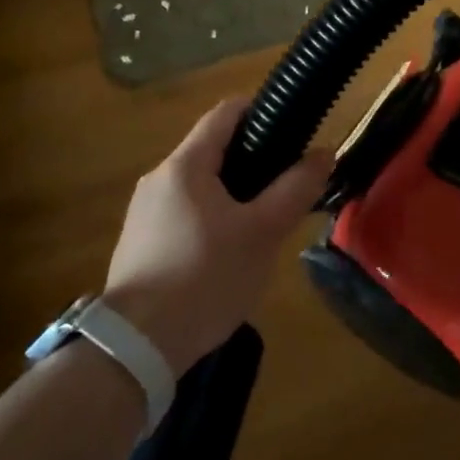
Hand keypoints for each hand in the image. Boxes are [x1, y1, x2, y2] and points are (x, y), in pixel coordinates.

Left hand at [103, 99, 332, 373]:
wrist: (135, 349)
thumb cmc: (205, 278)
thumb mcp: (262, 233)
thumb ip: (295, 189)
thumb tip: (323, 152)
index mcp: (185, 164)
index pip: (226, 112)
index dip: (261, 111)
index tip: (293, 129)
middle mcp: (158, 178)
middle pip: (212, 150)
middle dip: (252, 161)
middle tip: (286, 187)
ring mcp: (143, 213)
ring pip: (198, 186)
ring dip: (232, 194)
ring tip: (262, 225)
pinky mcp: (137, 244)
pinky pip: (183, 214)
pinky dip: (210, 219)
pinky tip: (226, 255)